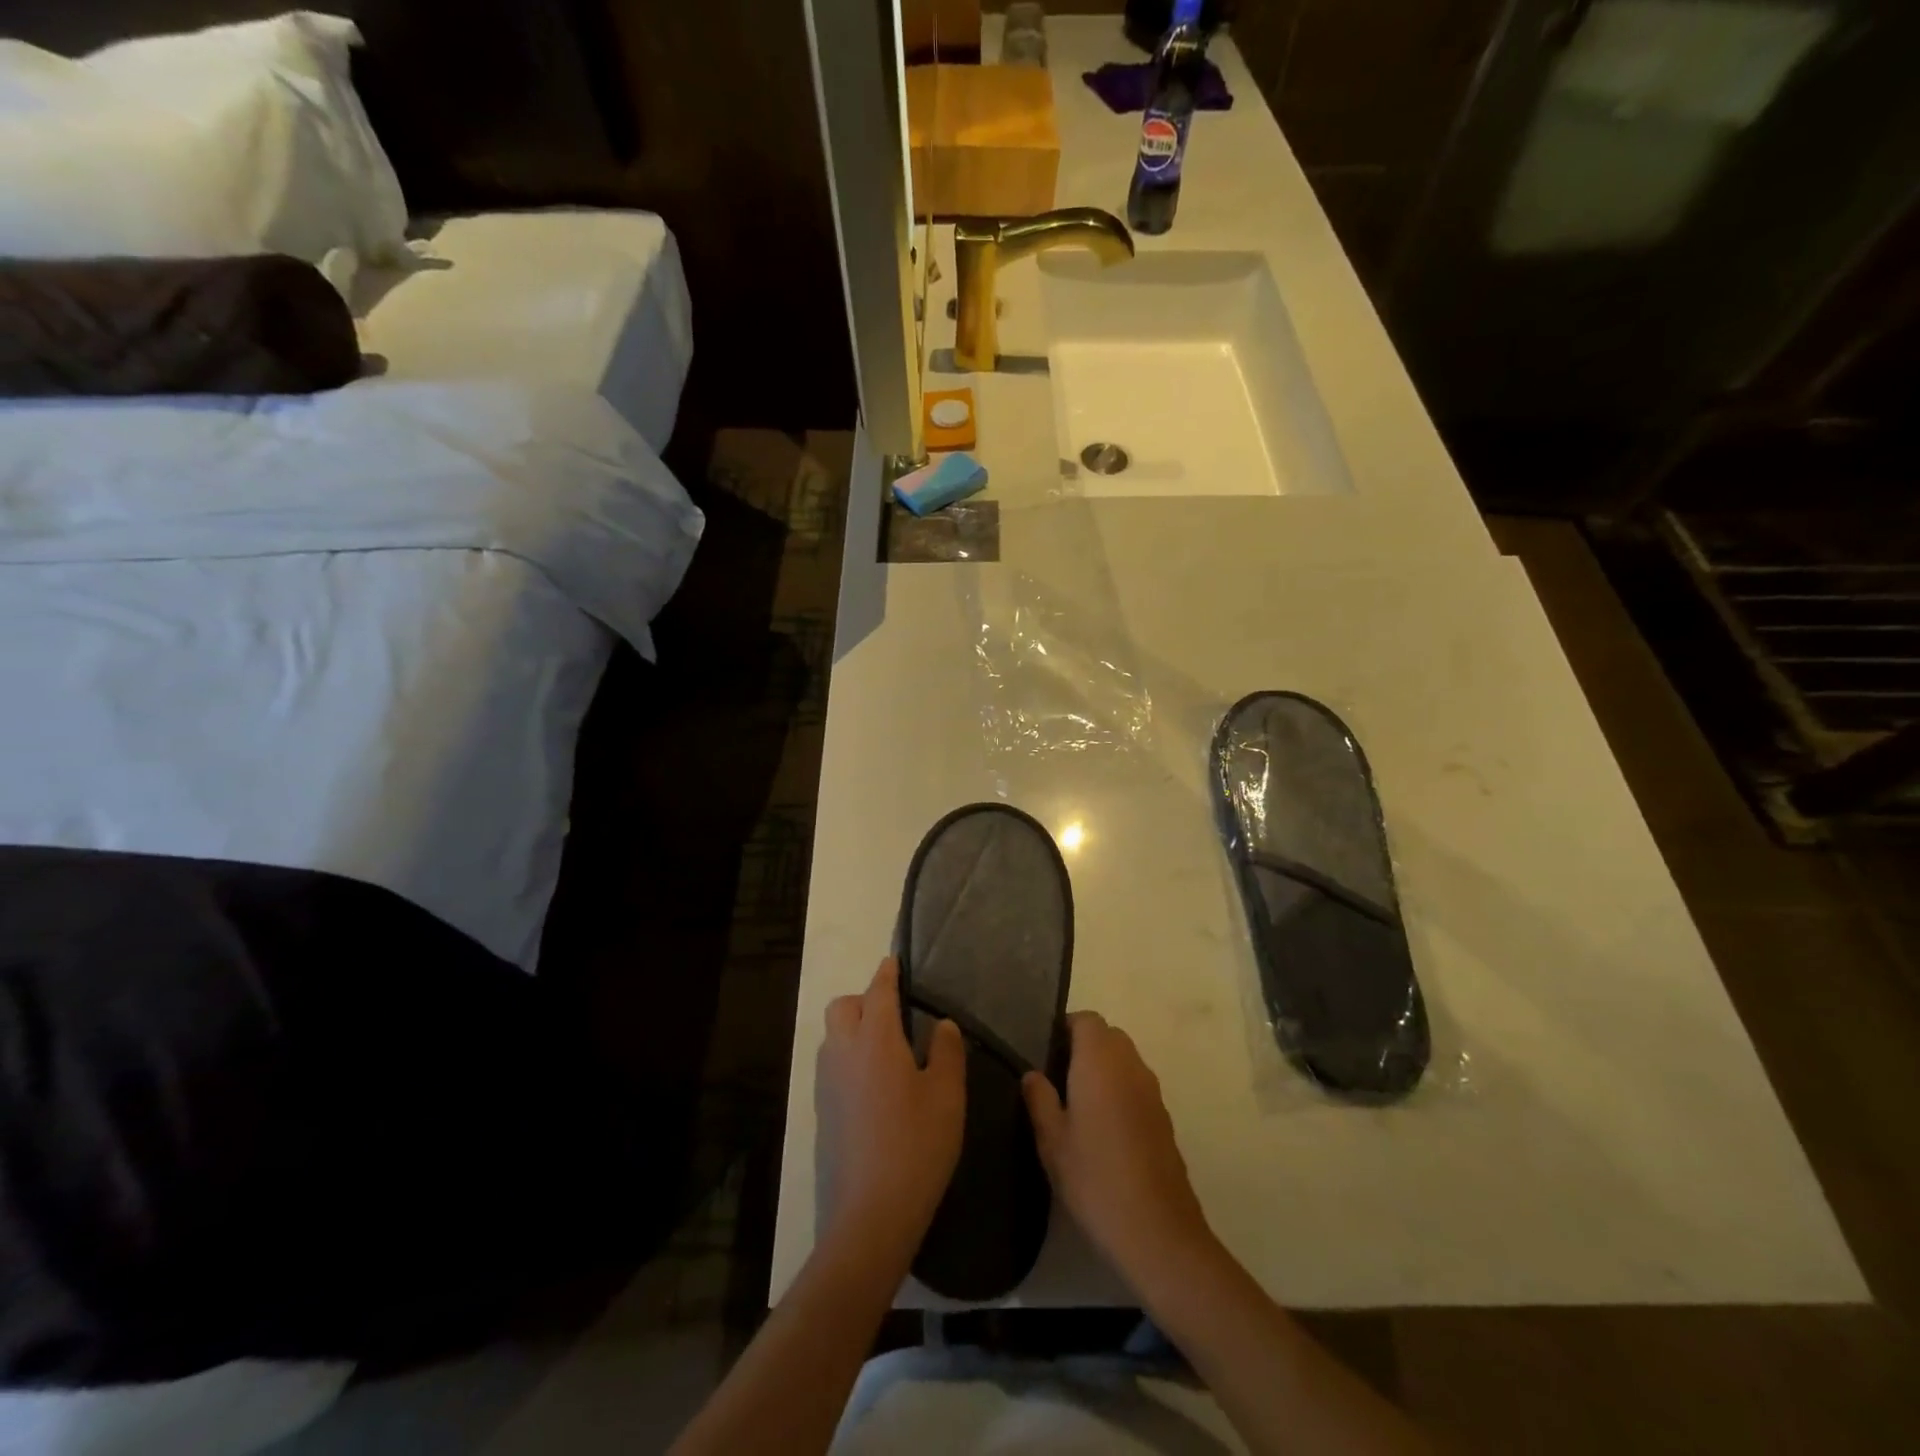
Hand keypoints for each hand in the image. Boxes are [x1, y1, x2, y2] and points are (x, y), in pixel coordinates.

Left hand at [815, 959, 966, 1259]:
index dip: (887, 973)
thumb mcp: (947, 1096)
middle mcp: (843, 1052)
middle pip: (843, 1007)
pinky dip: (848, 1058)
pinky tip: (874, 1085)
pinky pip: (831, 1065)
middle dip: (864, 1000)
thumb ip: (946, 1052)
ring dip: (853, 1029)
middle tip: (894, 1016)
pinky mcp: (821, 1112)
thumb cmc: (917, 1146)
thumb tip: (941, 1025)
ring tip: (887, 1050)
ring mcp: (827, 1083)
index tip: (894, 962)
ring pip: (833, 1036)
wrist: (871, 1214)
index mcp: (875, 1040)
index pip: (878, 991)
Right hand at [1023, 1012, 1213, 1288]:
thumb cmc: (1095, 1178)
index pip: (1086, 1020)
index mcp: (1100, 1061)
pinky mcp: (1164, 1117)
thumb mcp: (1052, 1141)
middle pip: (1108, 1036)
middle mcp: (1130, 1065)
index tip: (1045, 1051)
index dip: (1065, 1028)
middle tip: (1057, 1077)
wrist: (1158, 1231)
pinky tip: (1104, 1129)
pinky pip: (1137, 1086)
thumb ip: (1039, 1099)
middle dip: (1084, 1046)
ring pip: (1125, 1060)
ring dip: (1104, 1069)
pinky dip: (1120, 1091)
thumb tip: (1032, 1073)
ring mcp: (1152, 1091)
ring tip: (1077, 1104)